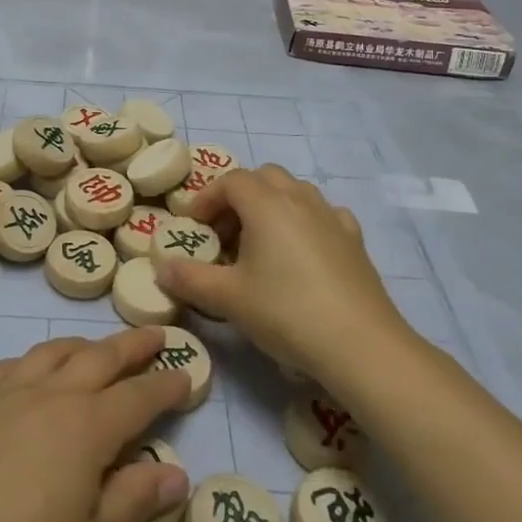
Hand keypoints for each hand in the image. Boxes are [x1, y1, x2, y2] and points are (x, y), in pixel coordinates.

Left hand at [0, 325, 189, 521]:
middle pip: (100, 358)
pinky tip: (30, 371)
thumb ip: (133, 501)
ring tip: (97, 348)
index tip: (187, 373)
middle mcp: (50, 396)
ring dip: (83, 344)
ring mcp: (6, 394)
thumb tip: (176, 472)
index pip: (138, 397)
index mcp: (87, 428)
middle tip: (155, 334)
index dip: (166, 385)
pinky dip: (31, 360)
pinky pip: (8, 366)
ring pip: (53, 352)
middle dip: (132, 346)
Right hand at [154, 164, 417, 382]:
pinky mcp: (355, 240)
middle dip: (239, 196)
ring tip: (259, 243)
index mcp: (266, 204)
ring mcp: (332, 217)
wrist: (360, 344)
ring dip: (271, 205)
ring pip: (295, 191)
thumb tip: (161, 269)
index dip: (207, 198)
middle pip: (263, 177)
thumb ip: (190, 279)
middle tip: (224, 232)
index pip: (230, 181)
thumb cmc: (286, 312)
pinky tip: (301, 252)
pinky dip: (304, 221)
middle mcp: (300, 199)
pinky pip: (323, 214)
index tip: (195, 225)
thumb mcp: (228, 298)